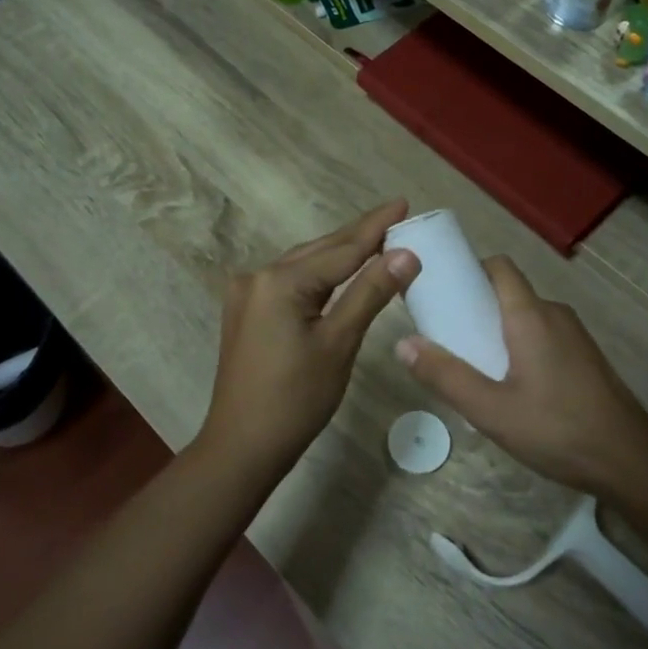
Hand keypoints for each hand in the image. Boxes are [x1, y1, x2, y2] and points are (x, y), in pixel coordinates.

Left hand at [196, 200, 418, 469]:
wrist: (241, 446)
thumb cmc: (296, 399)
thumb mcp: (339, 343)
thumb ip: (370, 293)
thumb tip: (406, 253)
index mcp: (280, 281)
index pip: (342, 249)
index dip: (376, 227)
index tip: (402, 202)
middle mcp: (258, 277)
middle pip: (320, 251)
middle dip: (359, 236)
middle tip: (396, 217)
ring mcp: (247, 294)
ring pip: (303, 265)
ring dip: (339, 254)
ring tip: (375, 240)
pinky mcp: (246, 313)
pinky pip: (290, 283)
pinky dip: (318, 276)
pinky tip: (338, 273)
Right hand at [395, 256, 647, 497]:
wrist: (629, 460)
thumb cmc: (556, 429)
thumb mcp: (490, 409)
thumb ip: (445, 376)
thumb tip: (403, 343)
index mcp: (531, 315)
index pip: (499, 268)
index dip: (468, 270)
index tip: (441, 291)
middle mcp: (555, 314)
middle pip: (509, 292)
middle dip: (475, 305)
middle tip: (446, 335)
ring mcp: (575, 335)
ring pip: (526, 316)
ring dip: (498, 329)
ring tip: (472, 363)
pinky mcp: (584, 357)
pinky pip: (543, 335)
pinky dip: (519, 344)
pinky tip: (509, 384)